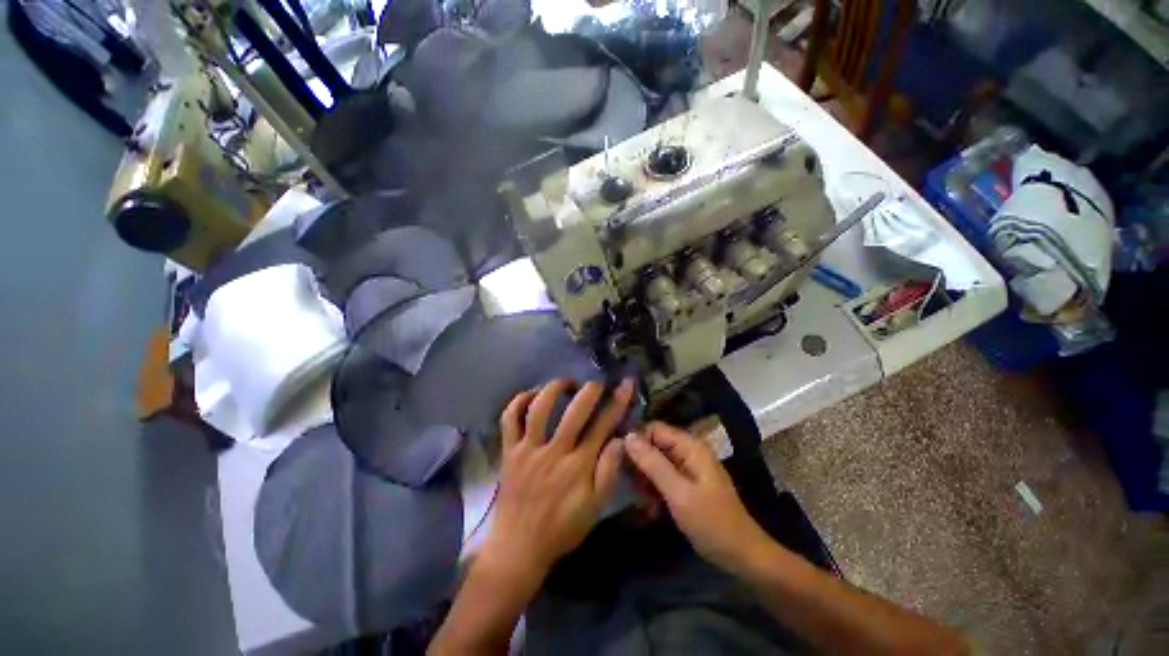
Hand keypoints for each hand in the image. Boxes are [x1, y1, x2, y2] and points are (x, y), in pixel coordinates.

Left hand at [481, 379, 633, 580]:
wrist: (518, 548)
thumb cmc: (561, 529)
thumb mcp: (594, 508)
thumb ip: (609, 472)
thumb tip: (621, 439)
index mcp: (578, 466)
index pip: (603, 426)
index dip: (617, 402)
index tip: (625, 384)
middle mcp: (554, 452)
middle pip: (574, 411)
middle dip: (590, 390)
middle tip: (595, 384)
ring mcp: (528, 449)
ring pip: (539, 408)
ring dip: (554, 388)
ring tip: (565, 384)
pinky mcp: (509, 451)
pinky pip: (509, 419)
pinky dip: (519, 401)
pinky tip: (532, 395)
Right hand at [623, 423, 772, 574]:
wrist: (742, 556)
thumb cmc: (712, 522)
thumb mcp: (679, 493)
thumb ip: (653, 464)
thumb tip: (628, 437)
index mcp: (690, 446)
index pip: (654, 428)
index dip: (636, 439)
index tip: (618, 457)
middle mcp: (688, 451)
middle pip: (654, 444)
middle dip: (638, 460)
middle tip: (623, 480)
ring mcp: (688, 468)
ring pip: (656, 461)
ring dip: (643, 476)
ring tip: (633, 495)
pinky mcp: (686, 484)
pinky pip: (663, 477)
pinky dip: (653, 488)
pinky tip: (646, 506)